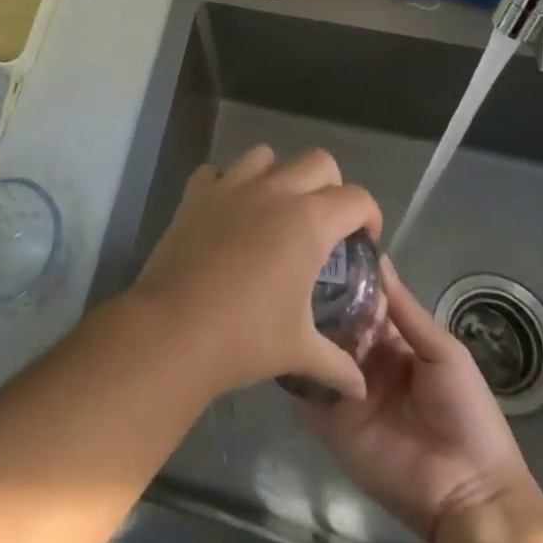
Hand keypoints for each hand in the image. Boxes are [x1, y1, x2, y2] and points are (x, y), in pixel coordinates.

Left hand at [128, 146, 380, 400]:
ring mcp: (232, 185)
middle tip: (325, 223)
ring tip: (276, 210)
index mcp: (309, 221)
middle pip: (319, 161)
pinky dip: (228, 184)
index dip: (369, 216)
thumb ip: (336, 363)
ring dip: (279, 176)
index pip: (356, 198)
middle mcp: (275, 191)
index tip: (364, 240)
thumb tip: (360, 387)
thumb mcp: (299, 351)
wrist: (174, 329)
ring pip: (267, 156)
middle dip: (331, 186)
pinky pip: (218, 171)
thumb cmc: (245, 337)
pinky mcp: (197, 192)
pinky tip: (229, 212)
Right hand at [300, 258, 534, 542]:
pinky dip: (293, 372)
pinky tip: (281, 346)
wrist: (469, 493)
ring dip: (303, 331)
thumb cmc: (467, 414)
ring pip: (316, 352)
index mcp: (392, 341)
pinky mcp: (331, 424)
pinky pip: (306, 394)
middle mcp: (363, 360)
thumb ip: (406, 311)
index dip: (345, 278)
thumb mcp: (444, 353)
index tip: (320, 248)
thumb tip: (378, 259)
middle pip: (333, 323)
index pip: (360, 302)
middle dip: (317, 300)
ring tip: (281, 302)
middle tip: (292, 273)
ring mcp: (345, 390)